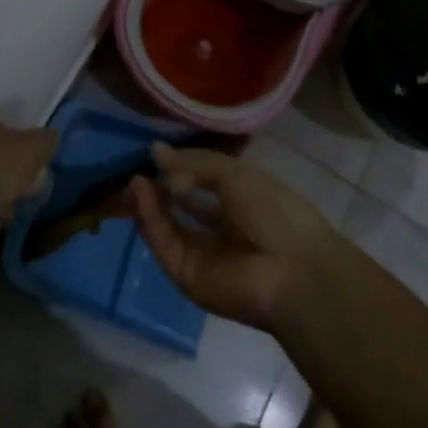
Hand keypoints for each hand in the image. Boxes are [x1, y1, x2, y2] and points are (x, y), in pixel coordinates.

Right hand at [127, 143, 339, 331]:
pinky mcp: (188, 277)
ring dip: (149, 204)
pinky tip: (141, 195)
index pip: (203, 184)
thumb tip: (155, 150)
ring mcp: (204, 256)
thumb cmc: (273, 212)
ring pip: (168, 228)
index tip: (156, 154)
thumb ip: (193, 163)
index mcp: (242, 203)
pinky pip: (165, 245)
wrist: (293, 272)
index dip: (180, 169)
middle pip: (182, 209)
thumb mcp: (235, 174)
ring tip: (134, 179)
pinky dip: (151, 221)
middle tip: (137, 169)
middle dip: (159, 189)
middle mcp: (222, 230)